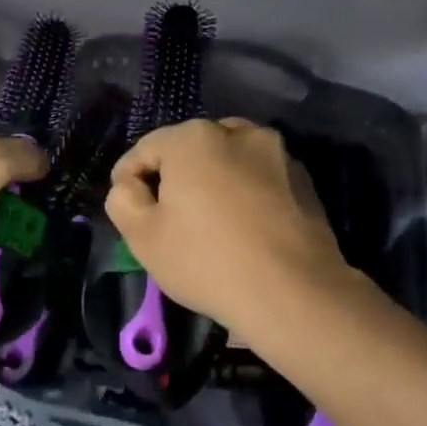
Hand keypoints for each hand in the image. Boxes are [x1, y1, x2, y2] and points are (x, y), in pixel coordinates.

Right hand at [105, 118, 350, 336]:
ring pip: (228, 160)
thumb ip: (122, 199)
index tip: (128, 209)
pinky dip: (245, 192)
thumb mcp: (142, 236)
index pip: (145, 150)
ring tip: (209, 221)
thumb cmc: (207, 260)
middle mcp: (237, 132)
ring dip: (213, 181)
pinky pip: (259, 177)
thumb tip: (130, 186)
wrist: (294, 293)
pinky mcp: (304, 179)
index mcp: (193, 138)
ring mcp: (277, 153)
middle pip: (190, 150)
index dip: (128, 179)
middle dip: (174, 177)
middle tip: (168, 217)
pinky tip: (244, 228)